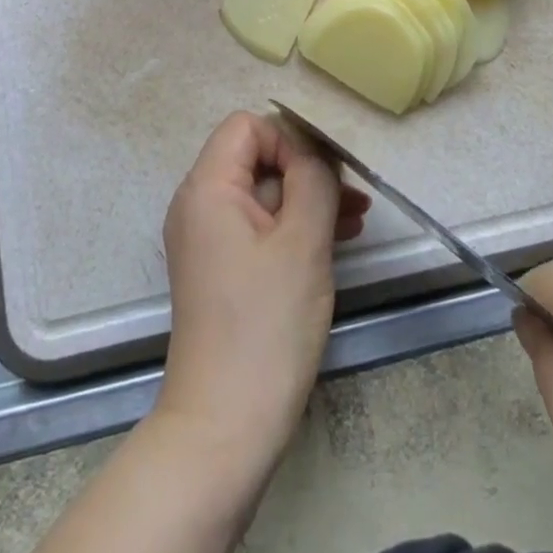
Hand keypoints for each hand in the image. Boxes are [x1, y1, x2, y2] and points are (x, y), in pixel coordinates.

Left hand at [156, 111, 369, 473]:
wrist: (224, 426)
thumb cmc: (266, 325)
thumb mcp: (302, 241)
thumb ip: (312, 179)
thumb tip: (314, 150)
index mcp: (207, 187)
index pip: (248, 127)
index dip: (289, 141)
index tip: (322, 178)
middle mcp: (197, 205)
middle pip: (255, 158)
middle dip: (305, 171)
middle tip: (353, 199)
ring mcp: (205, 239)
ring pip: (261, 194)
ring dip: (306, 200)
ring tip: (354, 221)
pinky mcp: (218, 269)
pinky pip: (256, 227)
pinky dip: (291, 227)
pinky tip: (332, 243)